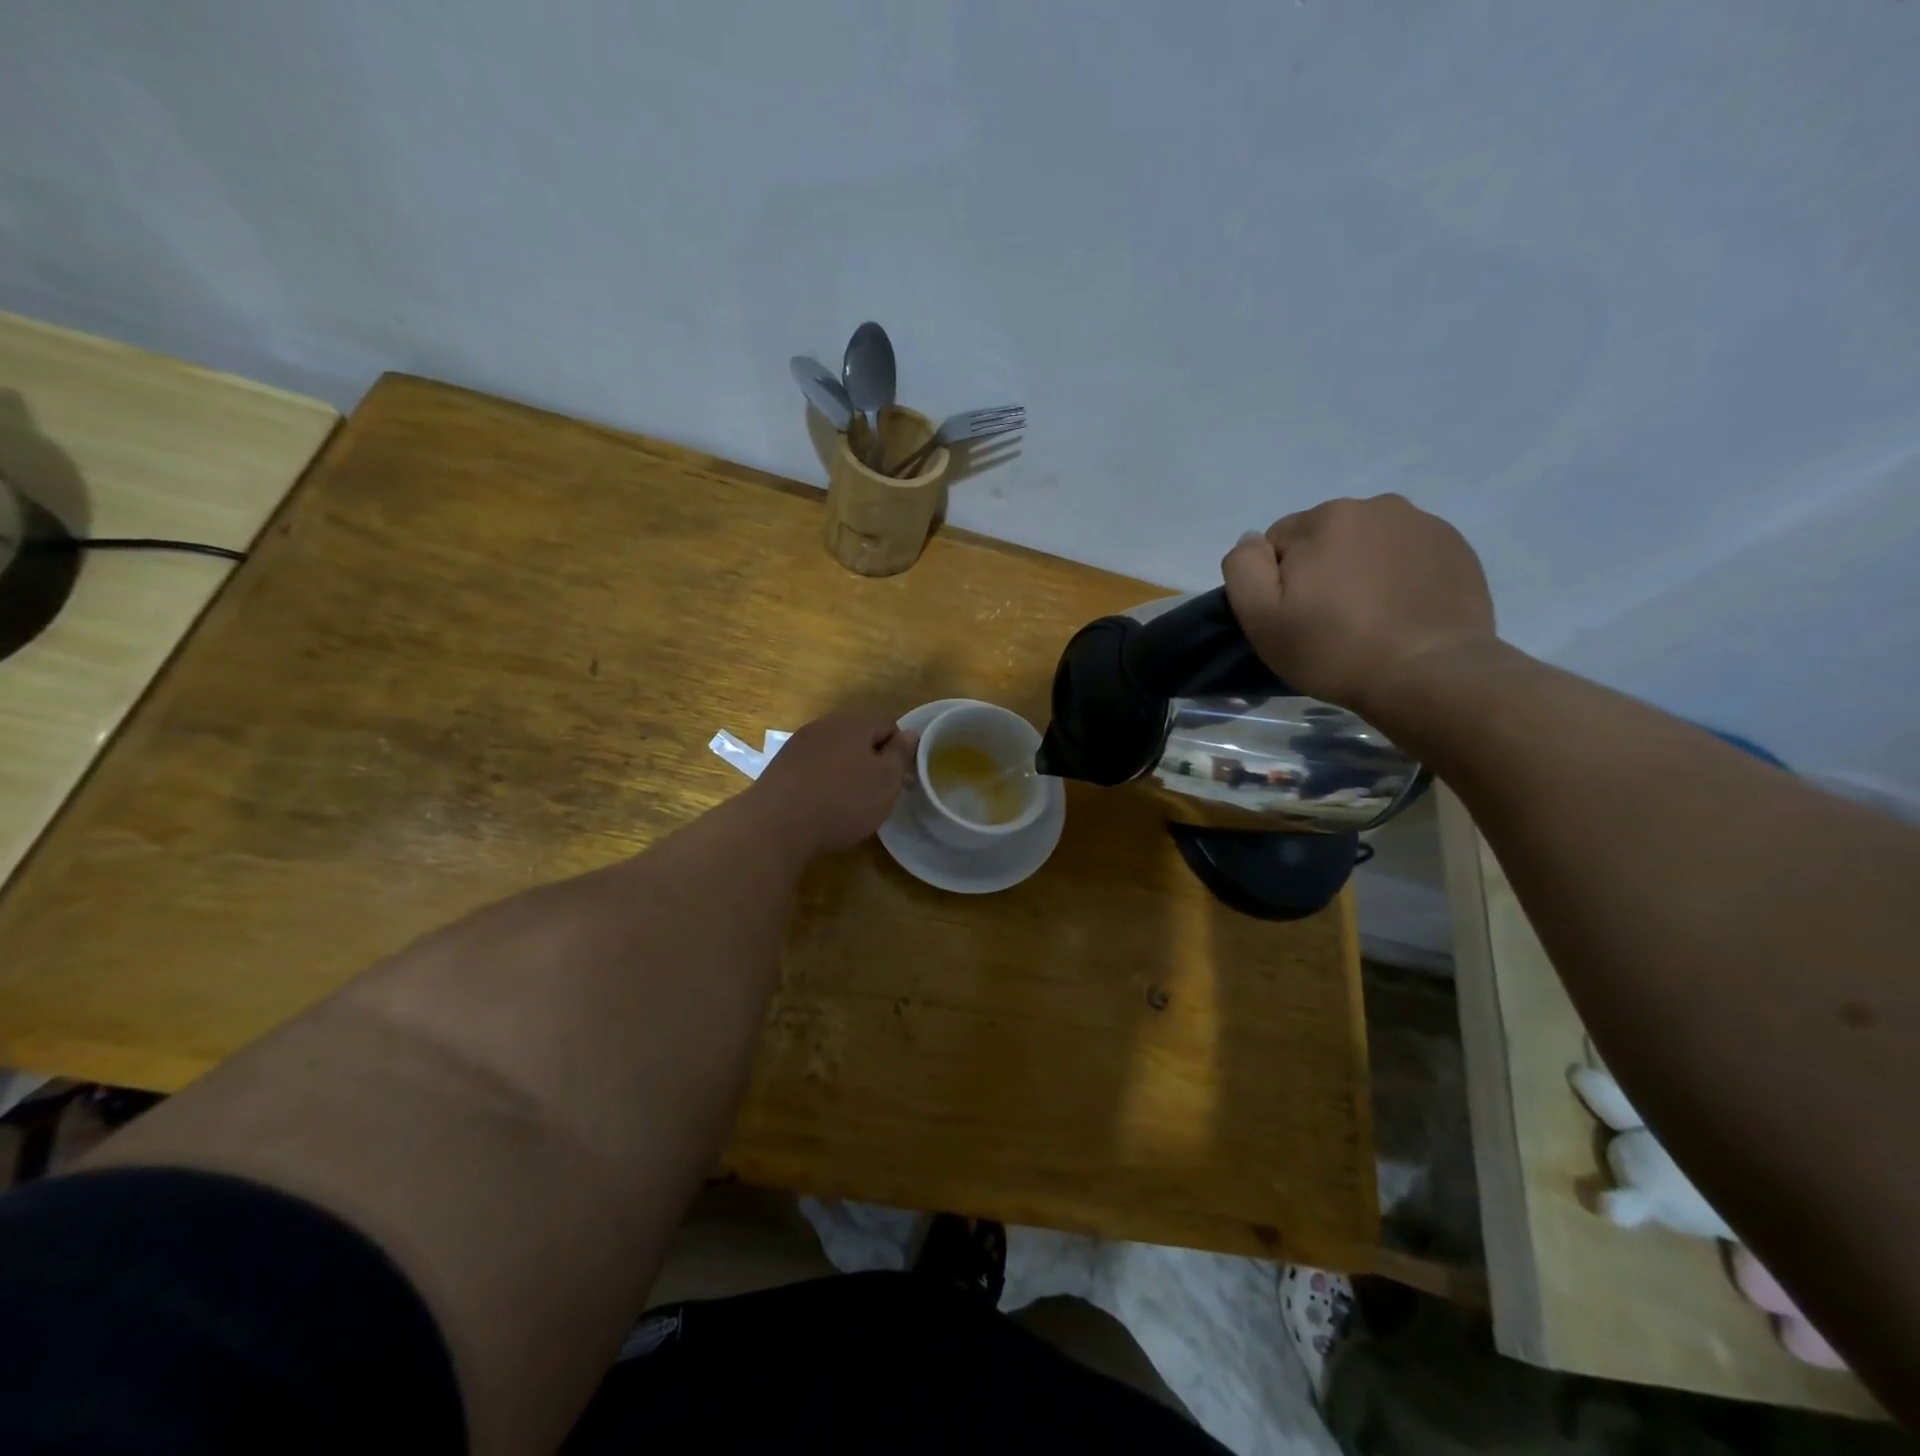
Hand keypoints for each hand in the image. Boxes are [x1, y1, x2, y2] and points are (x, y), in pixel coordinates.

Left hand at [751, 708, 919, 855]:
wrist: (777, 824)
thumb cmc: (843, 801)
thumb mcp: (885, 781)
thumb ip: (900, 754)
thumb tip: (910, 733)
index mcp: (854, 722)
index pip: (888, 725)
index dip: (897, 752)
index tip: (897, 780)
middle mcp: (825, 724)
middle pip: (859, 736)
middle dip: (870, 760)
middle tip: (875, 793)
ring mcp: (799, 743)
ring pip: (835, 751)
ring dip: (846, 770)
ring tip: (848, 802)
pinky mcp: (781, 764)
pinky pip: (813, 766)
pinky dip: (823, 780)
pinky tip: (821, 804)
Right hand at [1221, 495, 1495, 718]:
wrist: (1428, 675)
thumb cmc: (1334, 649)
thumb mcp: (1261, 617)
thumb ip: (1243, 567)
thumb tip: (1252, 540)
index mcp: (1326, 517)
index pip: (1278, 542)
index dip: (1278, 582)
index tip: (1295, 616)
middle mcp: (1377, 506)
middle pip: (1325, 537)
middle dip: (1321, 570)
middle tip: (1330, 619)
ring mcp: (1423, 524)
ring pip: (1367, 544)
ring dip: (1359, 570)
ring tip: (1369, 617)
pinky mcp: (1456, 548)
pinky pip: (1407, 555)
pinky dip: (1397, 576)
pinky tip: (1400, 612)